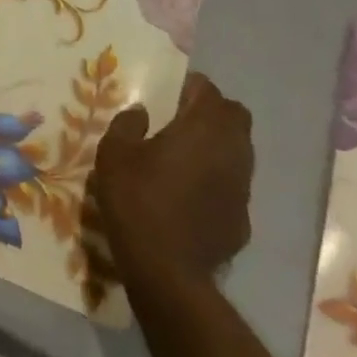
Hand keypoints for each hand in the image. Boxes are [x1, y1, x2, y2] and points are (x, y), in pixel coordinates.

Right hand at [90, 72, 252, 285]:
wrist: (167, 269)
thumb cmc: (137, 200)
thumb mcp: (114, 154)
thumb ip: (127, 124)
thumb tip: (141, 112)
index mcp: (203, 128)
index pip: (208, 90)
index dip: (189, 87)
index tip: (168, 93)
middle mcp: (232, 151)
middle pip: (235, 116)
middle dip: (212, 111)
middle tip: (180, 119)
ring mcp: (243, 186)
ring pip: (239, 150)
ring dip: (217, 144)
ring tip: (183, 155)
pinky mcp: (242, 216)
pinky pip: (233, 183)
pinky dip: (217, 178)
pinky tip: (189, 193)